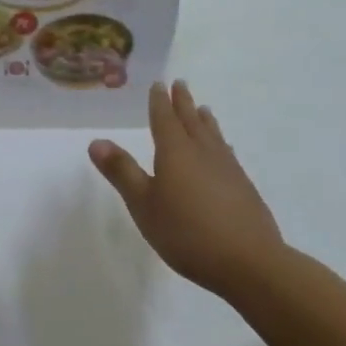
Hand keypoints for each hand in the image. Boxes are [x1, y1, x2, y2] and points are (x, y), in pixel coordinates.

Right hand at [89, 81, 286, 303]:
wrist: (249, 262)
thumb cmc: (187, 232)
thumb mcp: (144, 205)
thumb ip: (122, 172)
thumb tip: (96, 141)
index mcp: (175, 152)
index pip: (164, 118)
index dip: (160, 101)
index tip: (160, 83)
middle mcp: (202, 152)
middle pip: (191, 120)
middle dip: (183, 102)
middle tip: (180, 84)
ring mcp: (227, 168)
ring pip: (212, 135)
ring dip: (204, 120)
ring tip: (203, 109)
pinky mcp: (244, 187)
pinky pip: (227, 153)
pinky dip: (221, 142)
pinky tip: (224, 150)